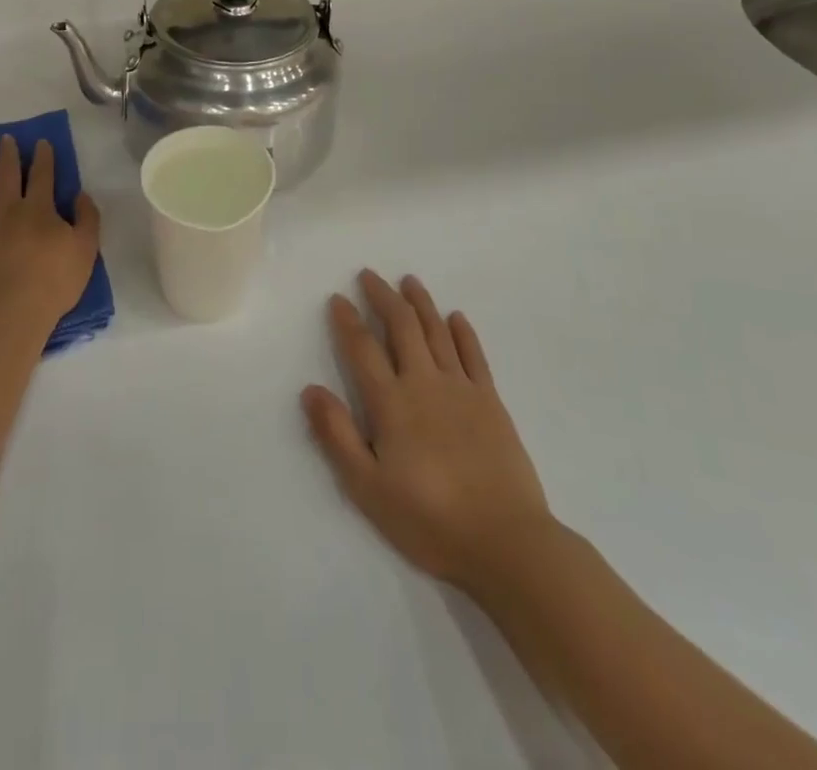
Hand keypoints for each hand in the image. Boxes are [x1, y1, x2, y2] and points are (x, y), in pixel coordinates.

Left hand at [0, 135, 99, 338]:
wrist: (7, 312)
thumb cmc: (52, 282)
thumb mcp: (86, 250)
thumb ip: (87, 219)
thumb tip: (81, 194)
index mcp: (39, 208)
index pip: (43, 175)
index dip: (43, 157)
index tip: (41, 141)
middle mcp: (7, 208)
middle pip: (7, 174)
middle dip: (8, 154)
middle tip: (4, 138)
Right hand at [302, 270, 554, 592]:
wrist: (506, 542)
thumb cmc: (429, 520)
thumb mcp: (368, 488)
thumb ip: (337, 436)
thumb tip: (310, 389)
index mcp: (391, 403)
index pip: (362, 349)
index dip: (347, 320)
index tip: (338, 298)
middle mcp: (424, 383)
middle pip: (401, 327)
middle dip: (383, 297)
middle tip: (370, 275)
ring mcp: (461, 389)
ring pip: (437, 331)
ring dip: (420, 303)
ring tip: (409, 281)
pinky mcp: (491, 402)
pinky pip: (474, 355)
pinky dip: (463, 332)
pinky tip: (456, 317)